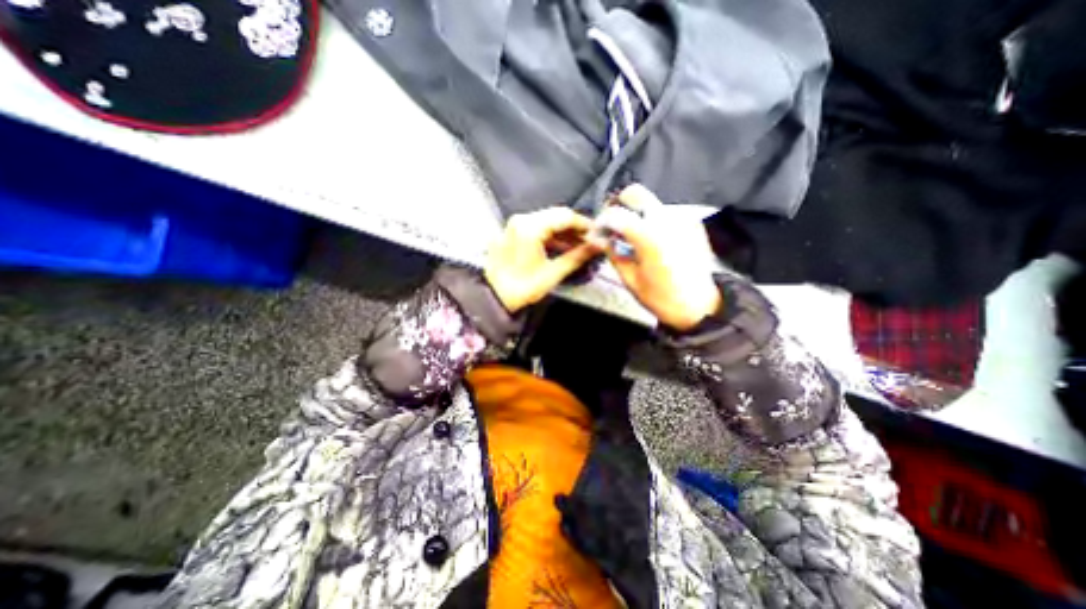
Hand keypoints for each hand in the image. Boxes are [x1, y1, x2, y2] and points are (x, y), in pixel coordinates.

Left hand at [485, 207, 600, 314]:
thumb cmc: (521, 288)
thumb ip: (577, 256)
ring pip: (547, 221)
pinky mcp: (513, 233)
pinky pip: (537, 228)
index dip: (584, 224)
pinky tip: (563, 247)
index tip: (598, 234)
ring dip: (565, 232)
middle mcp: (521, 220)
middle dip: (576, 228)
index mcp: (530, 227)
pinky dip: (552, 236)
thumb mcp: (552, 273)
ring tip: (580, 246)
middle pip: (556, 216)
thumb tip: (597, 246)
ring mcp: (515, 225)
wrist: (494, 298)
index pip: (565, 216)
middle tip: (591, 241)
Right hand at [592, 183, 724, 330]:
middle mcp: (668, 220)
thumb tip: (601, 239)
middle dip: (619, 205)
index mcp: (650, 237)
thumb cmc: (662, 298)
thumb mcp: (631, 280)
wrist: (700, 306)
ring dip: (636, 214)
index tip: (598, 232)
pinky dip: (652, 221)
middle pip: (637, 193)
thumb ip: (614, 254)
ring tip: (632, 237)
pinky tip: (651, 241)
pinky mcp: (692, 223)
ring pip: (651, 203)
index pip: (616, 214)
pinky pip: (665, 213)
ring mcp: (683, 219)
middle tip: (613, 226)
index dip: (602, 221)